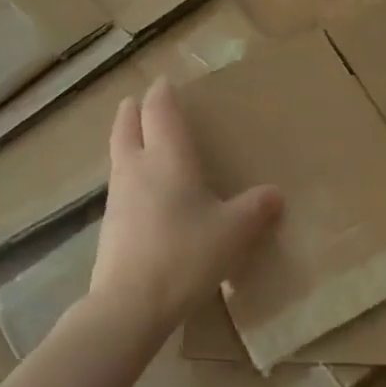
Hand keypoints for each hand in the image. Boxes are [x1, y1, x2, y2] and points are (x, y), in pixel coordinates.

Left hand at [89, 77, 283, 338]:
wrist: (131, 304)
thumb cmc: (186, 253)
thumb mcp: (234, 231)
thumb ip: (256, 208)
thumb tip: (275, 194)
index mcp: (167, 157)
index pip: (159, 110)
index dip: (162, 93)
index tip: (165, 82)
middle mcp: (136, 167)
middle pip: (126, 125)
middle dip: (133, 110)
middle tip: (141, 101)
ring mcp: (117, 196)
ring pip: (118, 154)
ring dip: (127, 140)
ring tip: (142, 142)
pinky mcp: (109, 224)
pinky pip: (119, 184)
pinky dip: (128, 173)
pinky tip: (143, 192)